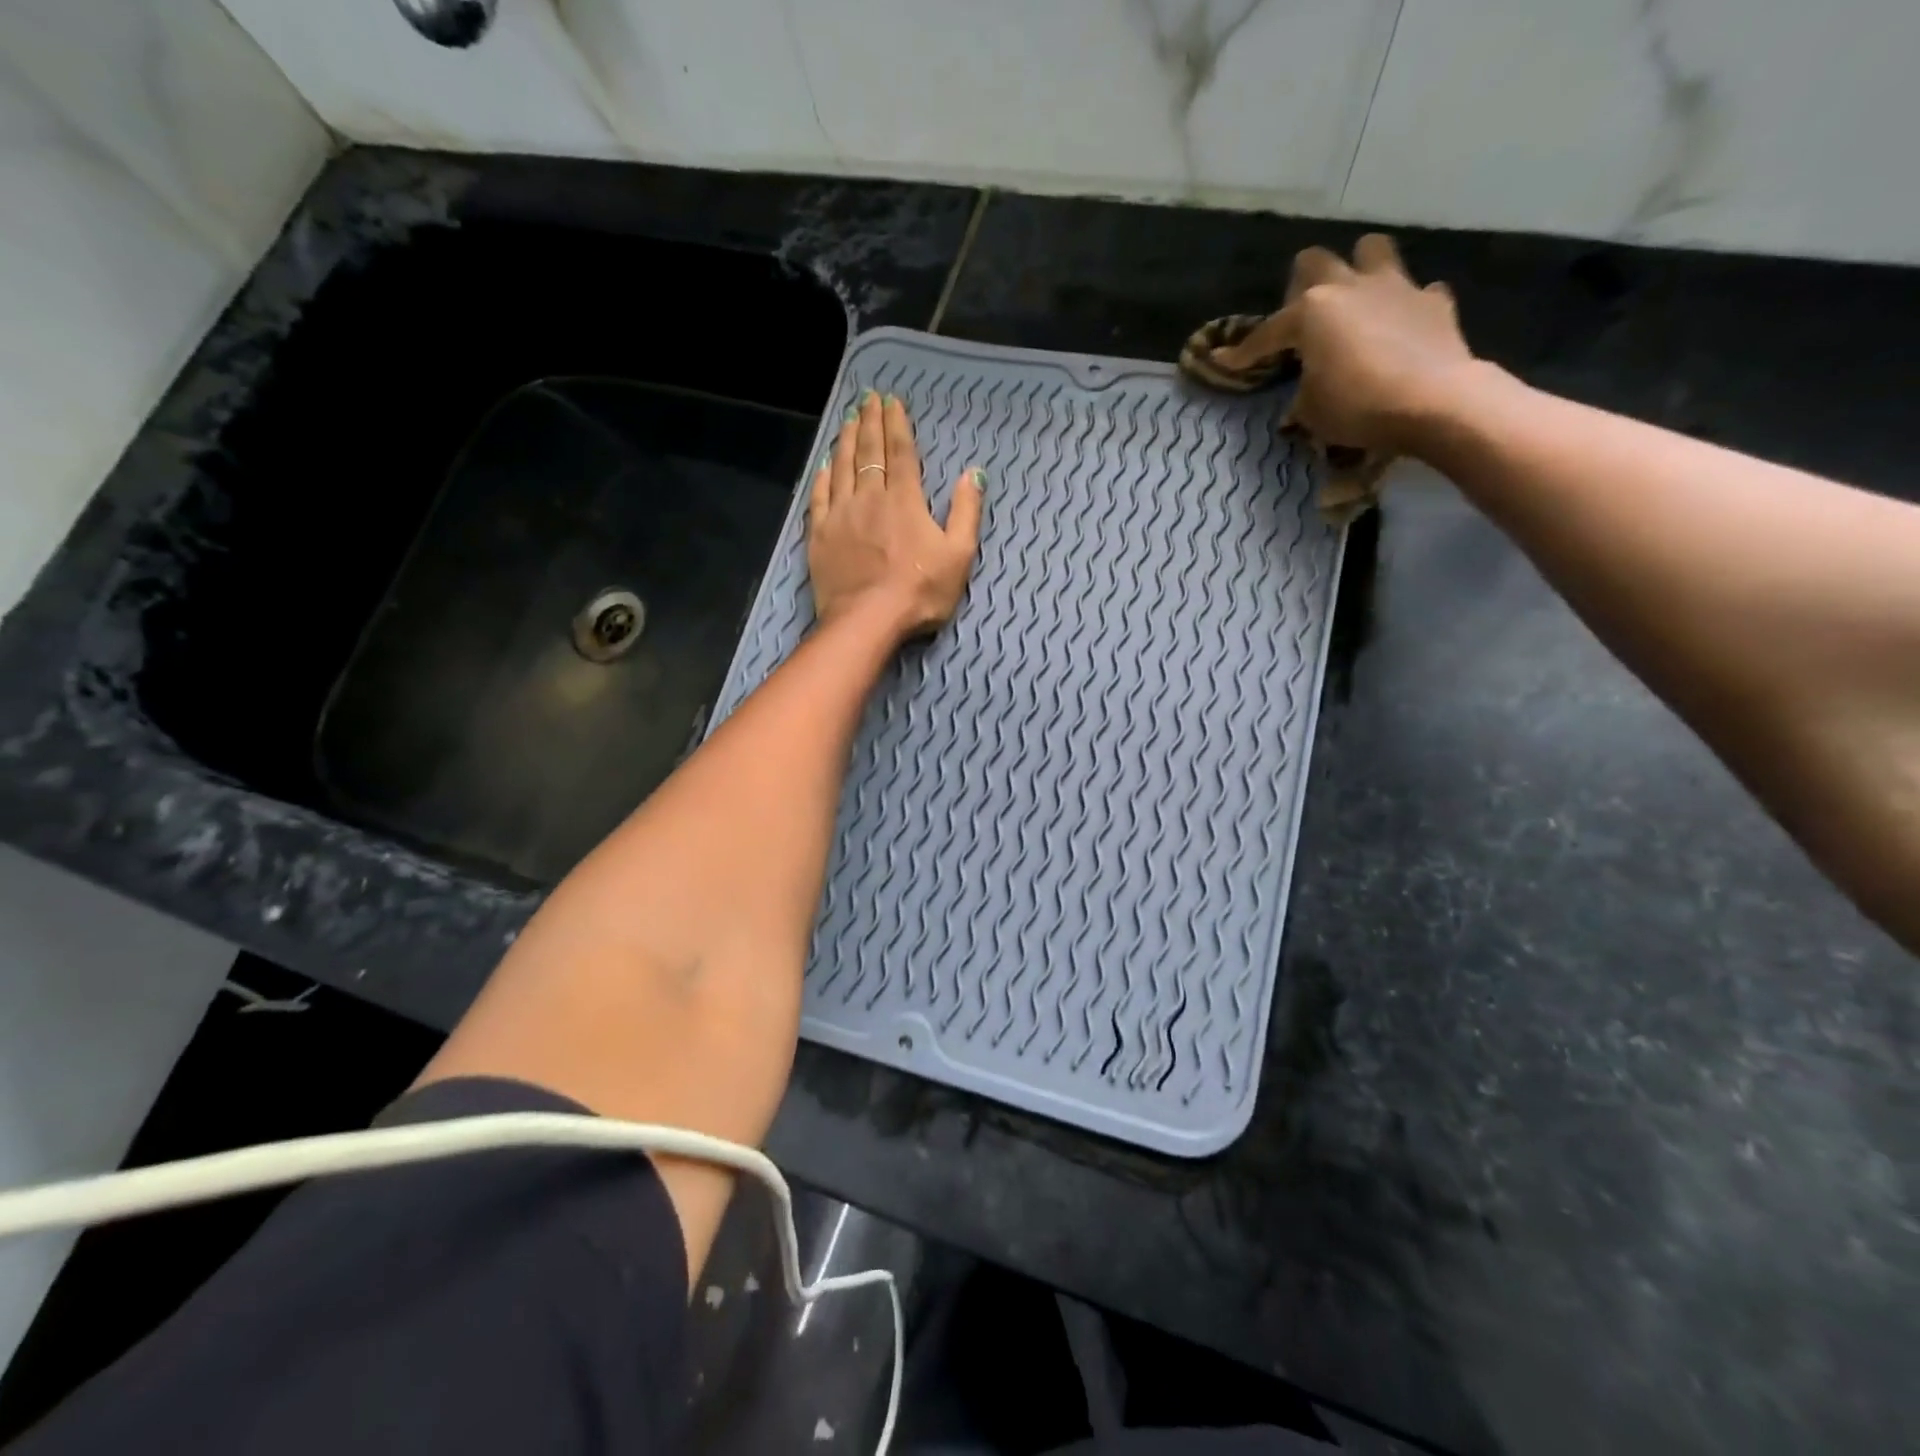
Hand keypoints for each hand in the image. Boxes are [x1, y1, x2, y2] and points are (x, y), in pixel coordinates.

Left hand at [808, 390, 982, 637]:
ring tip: (848, 420)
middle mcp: (870, 497)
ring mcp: (841, 515)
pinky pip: (820, 497)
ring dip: (846, 440)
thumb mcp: (959, 555)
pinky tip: (825, 464)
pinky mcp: (820, 535)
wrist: (867, 620)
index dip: (897, 424)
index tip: (892, 402)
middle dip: (870, 422)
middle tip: (868, 398)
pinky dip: (823, 476)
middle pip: (869, 451)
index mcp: (905, 500)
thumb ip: (966, 512)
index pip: (902, 452)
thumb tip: (973, 473)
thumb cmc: (920, 592)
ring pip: (842, 467)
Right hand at [1203, 234, 1477, 455]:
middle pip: (1315, 262)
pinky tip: (1401, 327)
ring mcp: (1396, 288)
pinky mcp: (1434, 302)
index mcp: (1310, 312)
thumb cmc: (1356, 406)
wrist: (1434, 400)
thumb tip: (1306, 390)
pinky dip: (1406, 307)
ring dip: (1359, 269)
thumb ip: (1303, 391)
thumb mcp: (1310, 411)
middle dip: (1301, 285)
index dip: (1242, 353)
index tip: (1225, 362)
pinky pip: (1418, 292)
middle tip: (1302, 320)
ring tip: (1355, 301)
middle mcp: (1349, 287)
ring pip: (1372, 251)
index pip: (1265, 333)